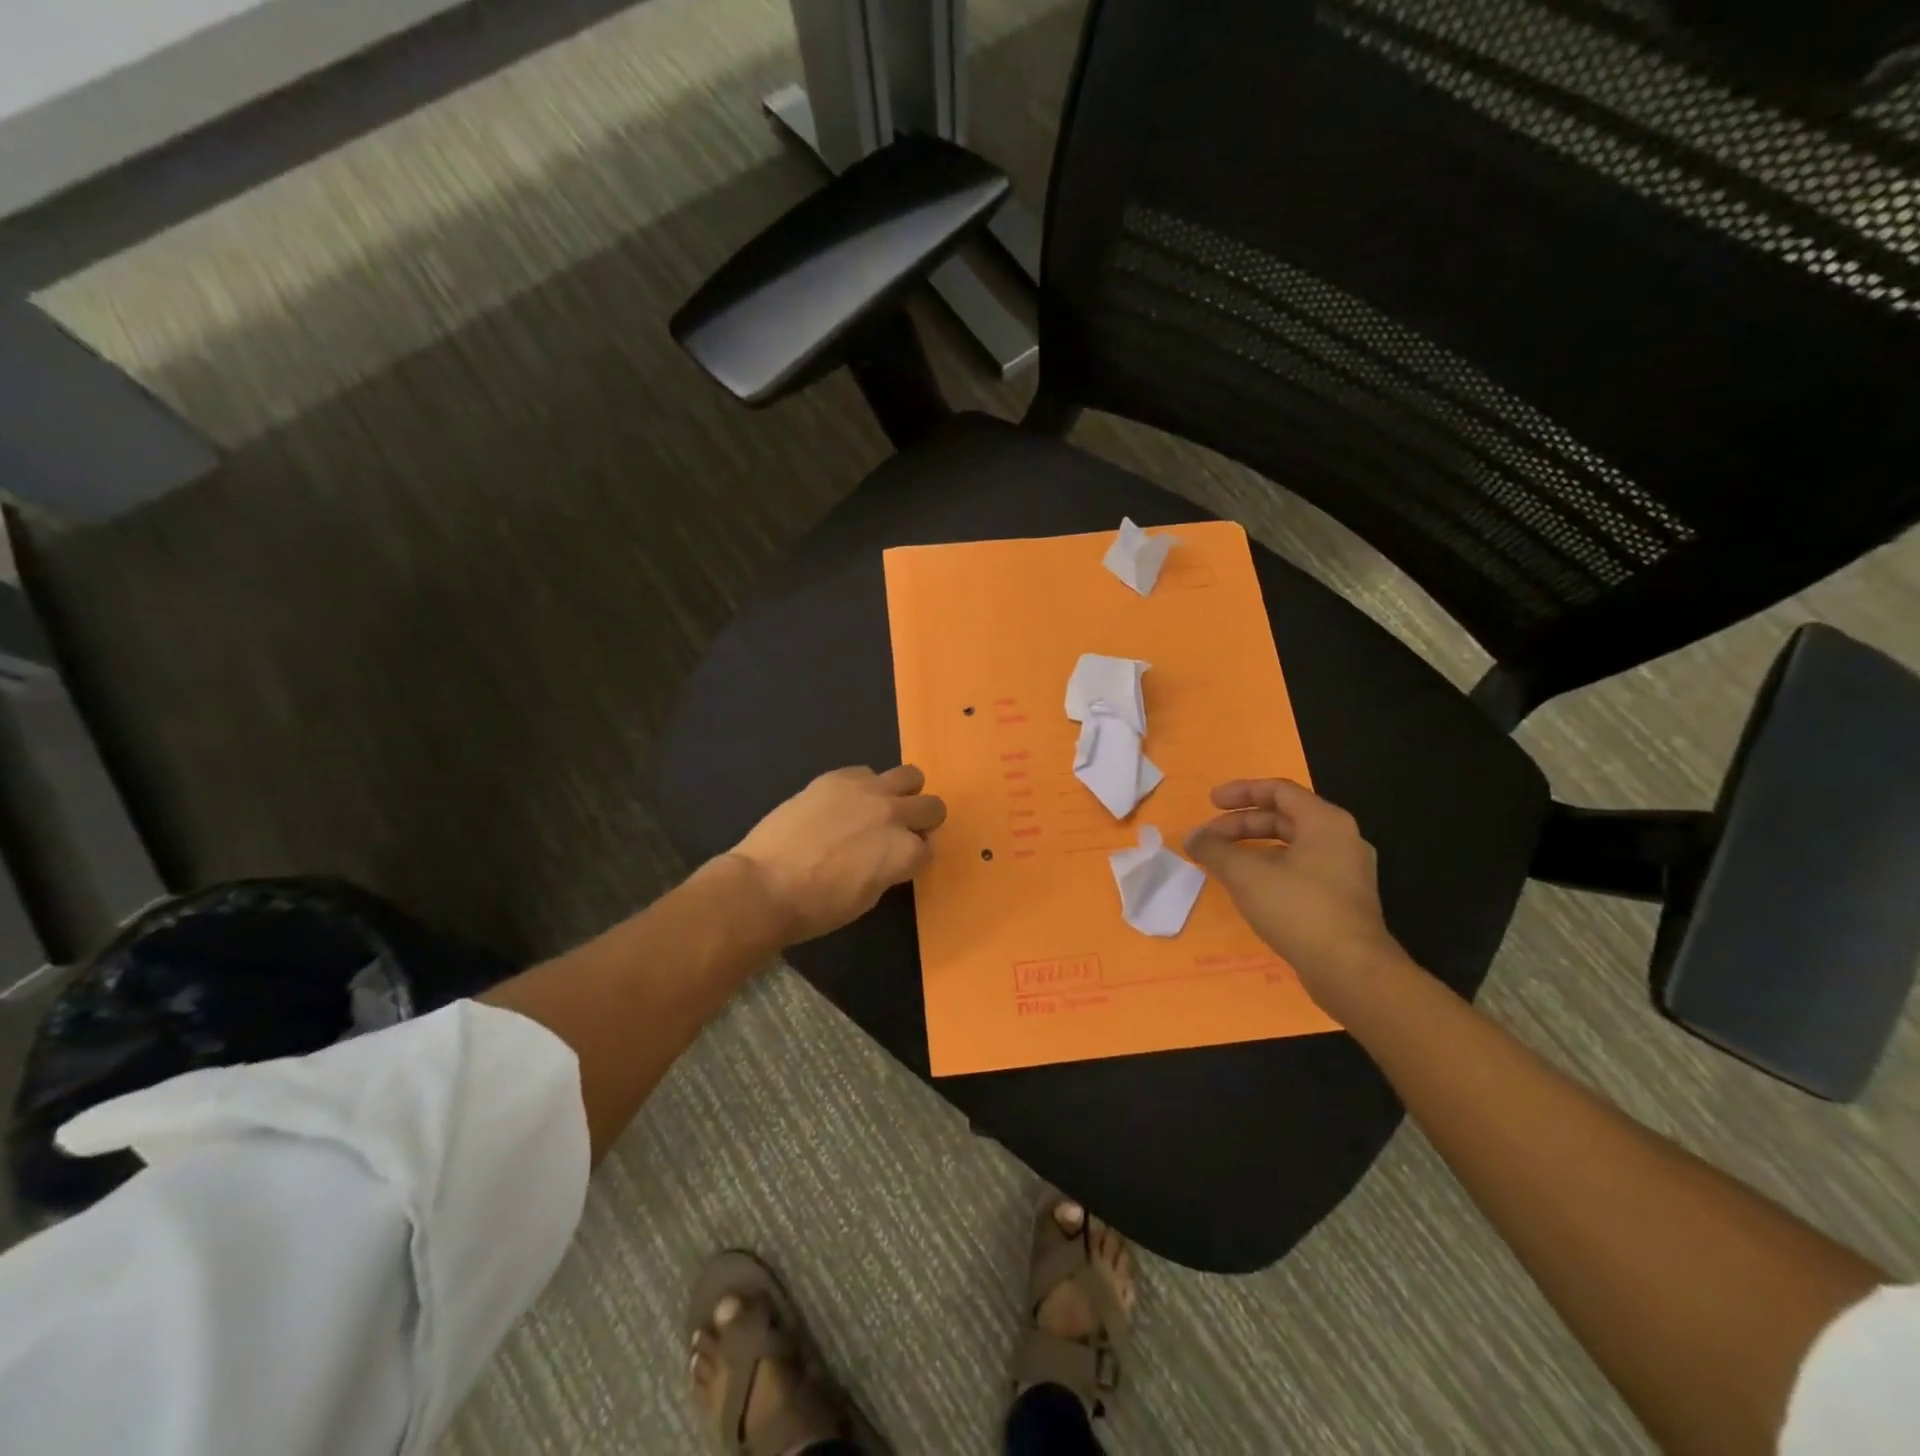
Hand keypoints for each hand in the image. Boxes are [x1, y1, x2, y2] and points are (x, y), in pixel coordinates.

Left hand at [727, 765, 946, 944]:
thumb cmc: (817, 908)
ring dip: (902, 793)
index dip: (914, 857)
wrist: (765, 885)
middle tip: (899, 832)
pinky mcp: (837, 777)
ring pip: (909, 776)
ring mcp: (866, 790)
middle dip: (921, 821)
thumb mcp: (867, 897)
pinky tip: (843, 803)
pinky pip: (865, 772)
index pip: (928, 849)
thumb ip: (888, 869)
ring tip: (879, 807)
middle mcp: (894, 815)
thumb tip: (887, 858)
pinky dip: (863, 786)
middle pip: (932, 806)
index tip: (899, 863)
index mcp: (904, 852)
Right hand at [1184, 779, 1406, 1008]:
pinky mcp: (1343, 900)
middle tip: (1209, 839)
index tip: (1210, 802)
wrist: (1351, 971)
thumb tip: (1192, 837)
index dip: (1240, 792)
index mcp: (1325, 822)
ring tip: (1223, 863)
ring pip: (1292, 846)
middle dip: (1241, 824)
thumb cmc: (1299, 909)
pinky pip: (1301, 870)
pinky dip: (1271, 869)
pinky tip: (1249, 888)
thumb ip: (1214, 850)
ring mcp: (1346, 872)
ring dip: (1253, 848)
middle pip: (1284, 818)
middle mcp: (1342, 839)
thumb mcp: (1246, 875)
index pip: (1279, 790)